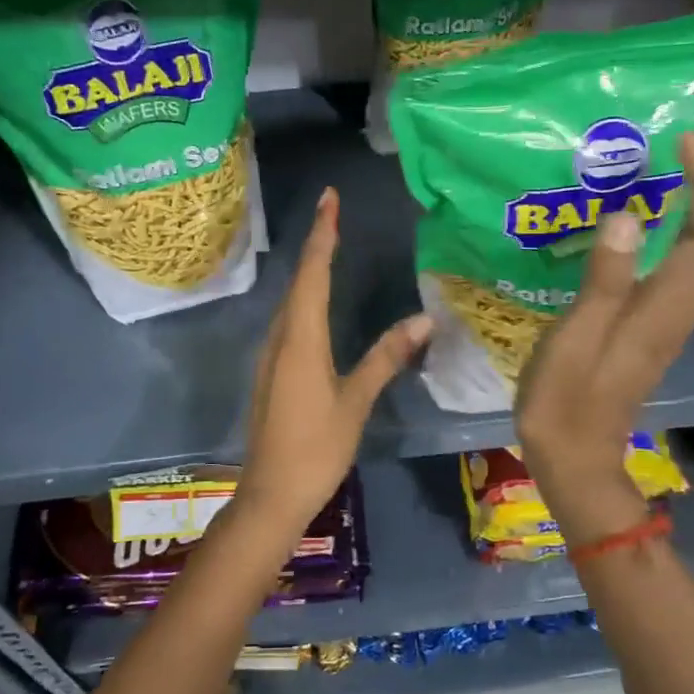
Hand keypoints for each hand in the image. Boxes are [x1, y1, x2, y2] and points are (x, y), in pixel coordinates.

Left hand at [235, 188, 432, 536]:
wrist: (270, 495)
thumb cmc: (316, 449)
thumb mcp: (355, 403)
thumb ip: (385, 358)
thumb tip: (423, 320)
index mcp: (301, 340)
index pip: (313, 275)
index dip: (323, 235)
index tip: (329, 199)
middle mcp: (280, 338)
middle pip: (298, 281)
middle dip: (316, 244)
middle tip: (333, 212)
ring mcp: (271, 356)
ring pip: (290, 301)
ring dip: (309, 271)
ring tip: (328, 246)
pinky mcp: (271, 372)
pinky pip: (289, 322)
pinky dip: (304, 299)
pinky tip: (316, 303)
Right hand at [515, 120, 693, 527]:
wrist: (577, 458)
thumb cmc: (564, 402)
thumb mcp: (573, 340)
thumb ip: (604, 280)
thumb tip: (630, 214)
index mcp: (665, 308)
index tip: (689, 137)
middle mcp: (684, 307)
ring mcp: (676, 316)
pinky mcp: (662, 321)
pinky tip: (676, 208)